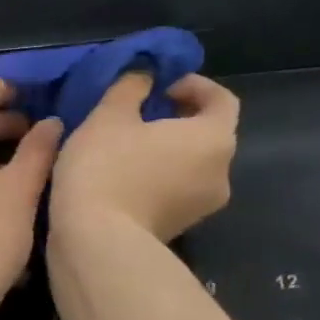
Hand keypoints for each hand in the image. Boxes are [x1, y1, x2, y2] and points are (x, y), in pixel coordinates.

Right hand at [50, 73, 238, 241]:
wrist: (97, 242)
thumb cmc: (107, 167)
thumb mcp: (110, 115)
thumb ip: (132, 87)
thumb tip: (145, 77)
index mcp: (214, 139)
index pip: (222, 100)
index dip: (195, 86)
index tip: (161, 86)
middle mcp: (221, 174)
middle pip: (209, 135)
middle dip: (180, 118)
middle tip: (142, 112)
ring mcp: (203, 207)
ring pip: (193, 165)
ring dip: (169, 150)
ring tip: (130, 144)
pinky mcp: (181, 228)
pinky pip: (179, 190)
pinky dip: (162, 176)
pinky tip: (127, 175)